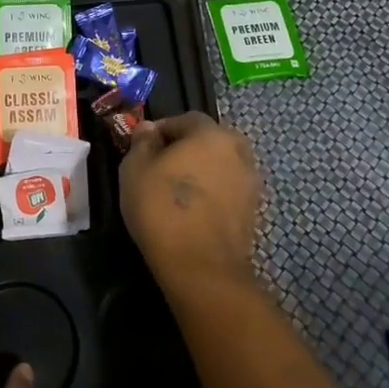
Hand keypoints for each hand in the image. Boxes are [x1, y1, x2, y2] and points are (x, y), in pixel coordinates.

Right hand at [119, 112, 261, 291]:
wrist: (202, 268)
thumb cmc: (162, 209)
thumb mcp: (135, 169)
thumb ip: (142, 142)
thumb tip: (148, 129)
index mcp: (211, 133)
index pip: (185, 119)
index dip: (162, 130)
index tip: (143, 147)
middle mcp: (238, 150)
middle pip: (208, 140)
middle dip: (186, 148)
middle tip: (160, 167)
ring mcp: (250, 182)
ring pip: (220, 166)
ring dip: (201, 171)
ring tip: (176, 192)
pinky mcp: (253, 211)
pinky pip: (227, 190)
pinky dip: (212, 194)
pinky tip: (193, 211)